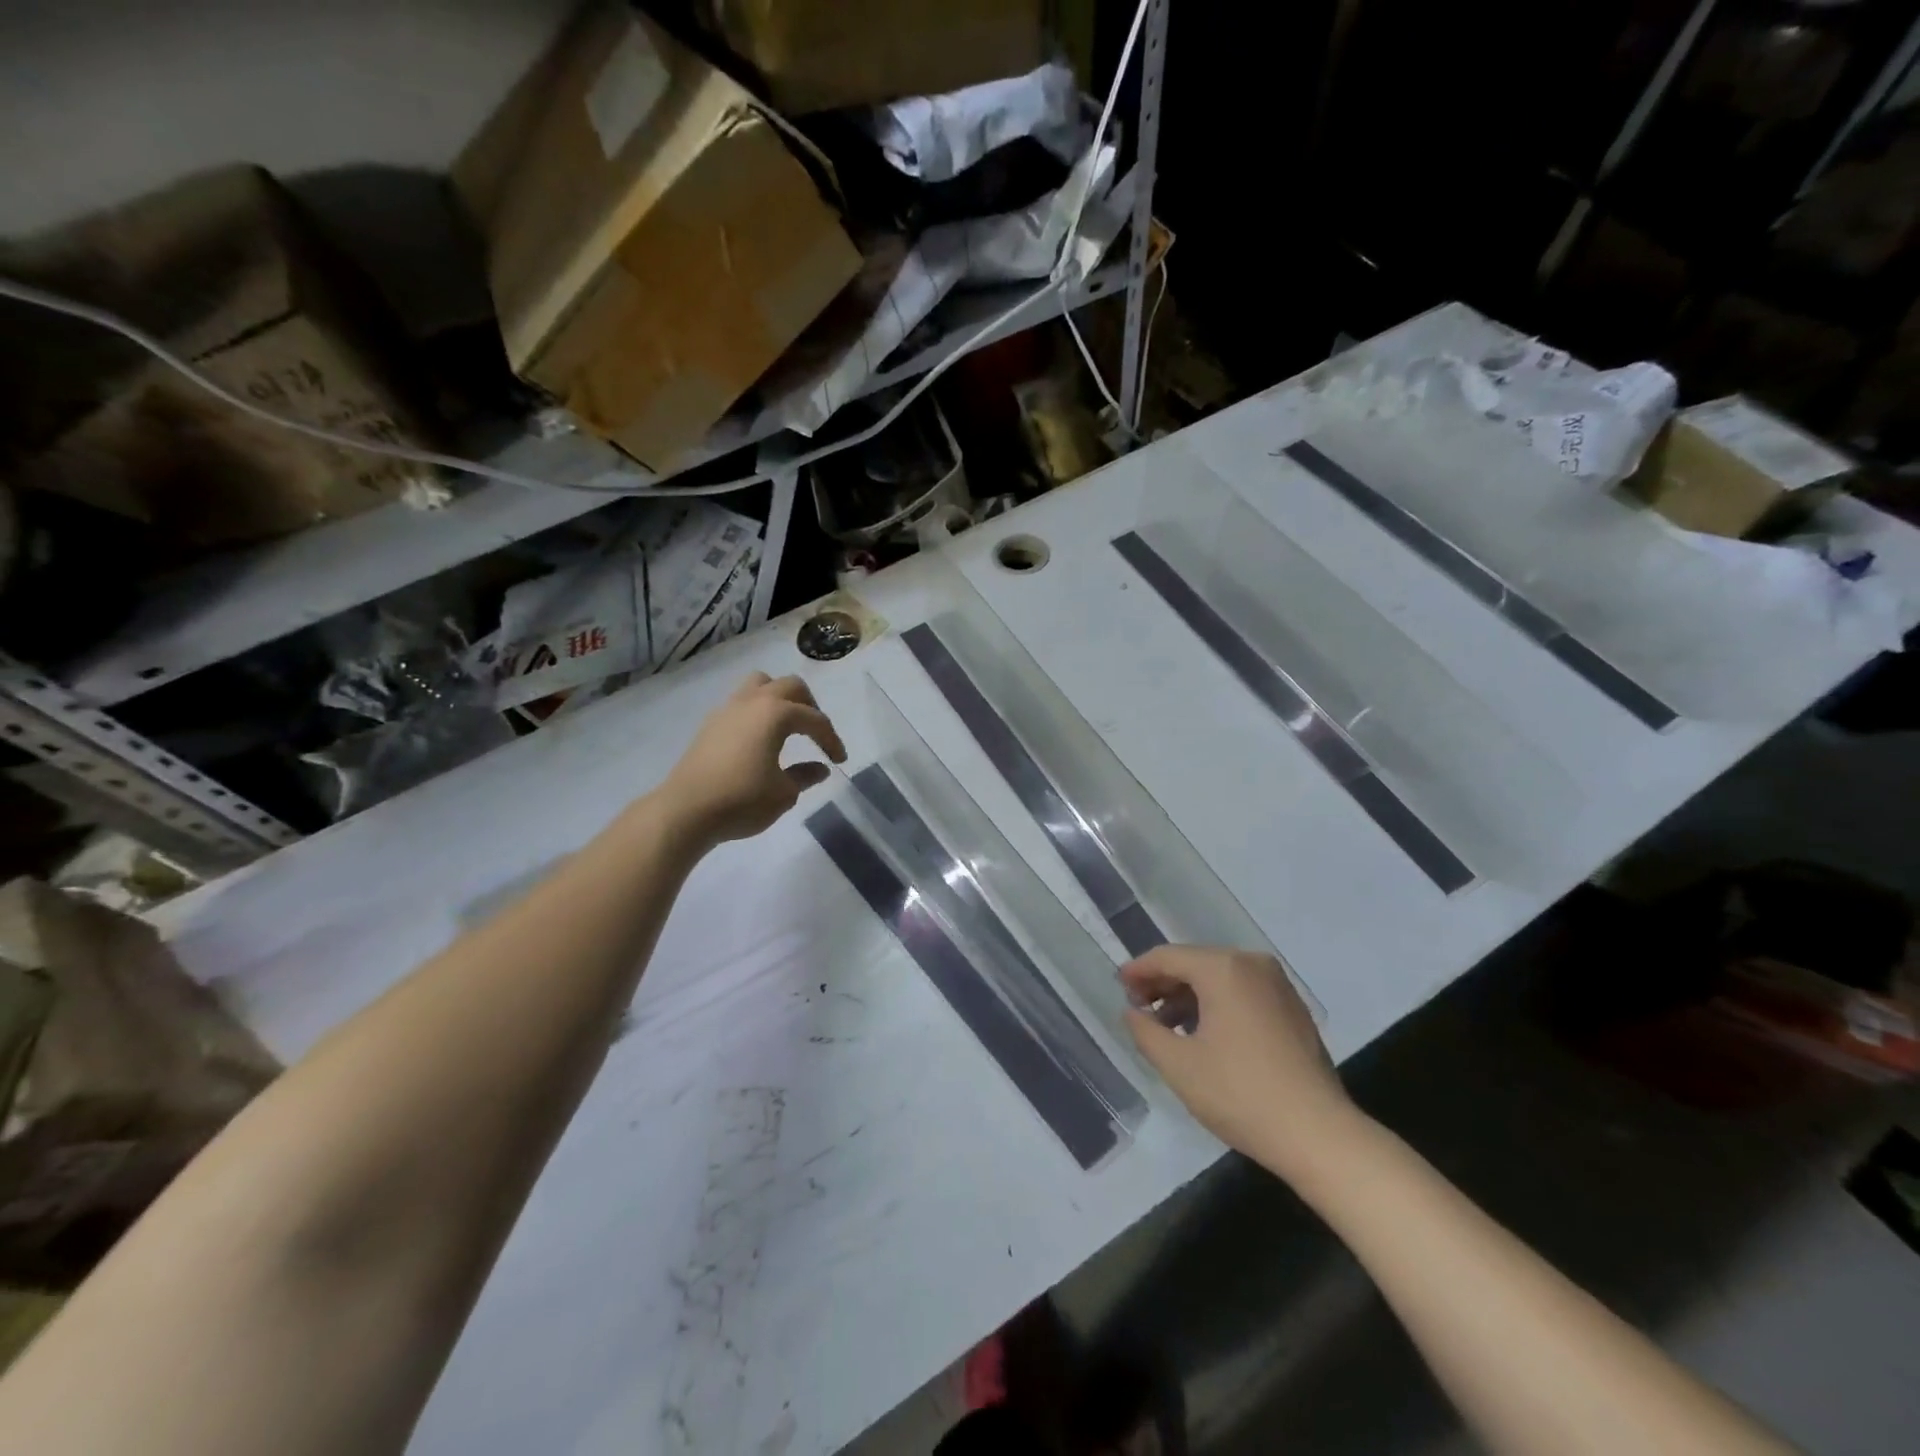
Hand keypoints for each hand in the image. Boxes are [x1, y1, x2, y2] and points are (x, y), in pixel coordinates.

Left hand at [657, 673, 846, 847]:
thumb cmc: (742, 800)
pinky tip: (760, 738)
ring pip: (760, 684)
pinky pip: (742, 702)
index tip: (840, 760)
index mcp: (776, 714)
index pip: (815, 719)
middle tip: (817, 733)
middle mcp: (753, 702)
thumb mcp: (784, 793)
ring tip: (788, 725)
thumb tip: (820, 768)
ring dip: (780, 698)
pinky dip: (758, 711)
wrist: (686, 811)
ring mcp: (728, 709)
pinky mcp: (711, 724)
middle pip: (790, 686)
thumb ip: (805, 776)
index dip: (831, 739)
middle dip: (810, 706)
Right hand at [1123, 945, 1355, 1177]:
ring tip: (1166, 1026)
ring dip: (1189, 996)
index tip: (1118, 986)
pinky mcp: (1292, 1008)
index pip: (1168, 957)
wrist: (1318, 1135)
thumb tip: (1132, 1012)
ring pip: (1219, 977)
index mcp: (1223, 968)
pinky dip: (1217, 1004)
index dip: (1138, 970)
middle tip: (1138, 1008)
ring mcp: (1277, 985)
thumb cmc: (1240, 1094)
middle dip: (1163, 983)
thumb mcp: (1178, 1065)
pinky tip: (1203, 1034)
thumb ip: (1145, 1031)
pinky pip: (1242, 992)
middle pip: (1195, 962)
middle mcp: (1252, 964)